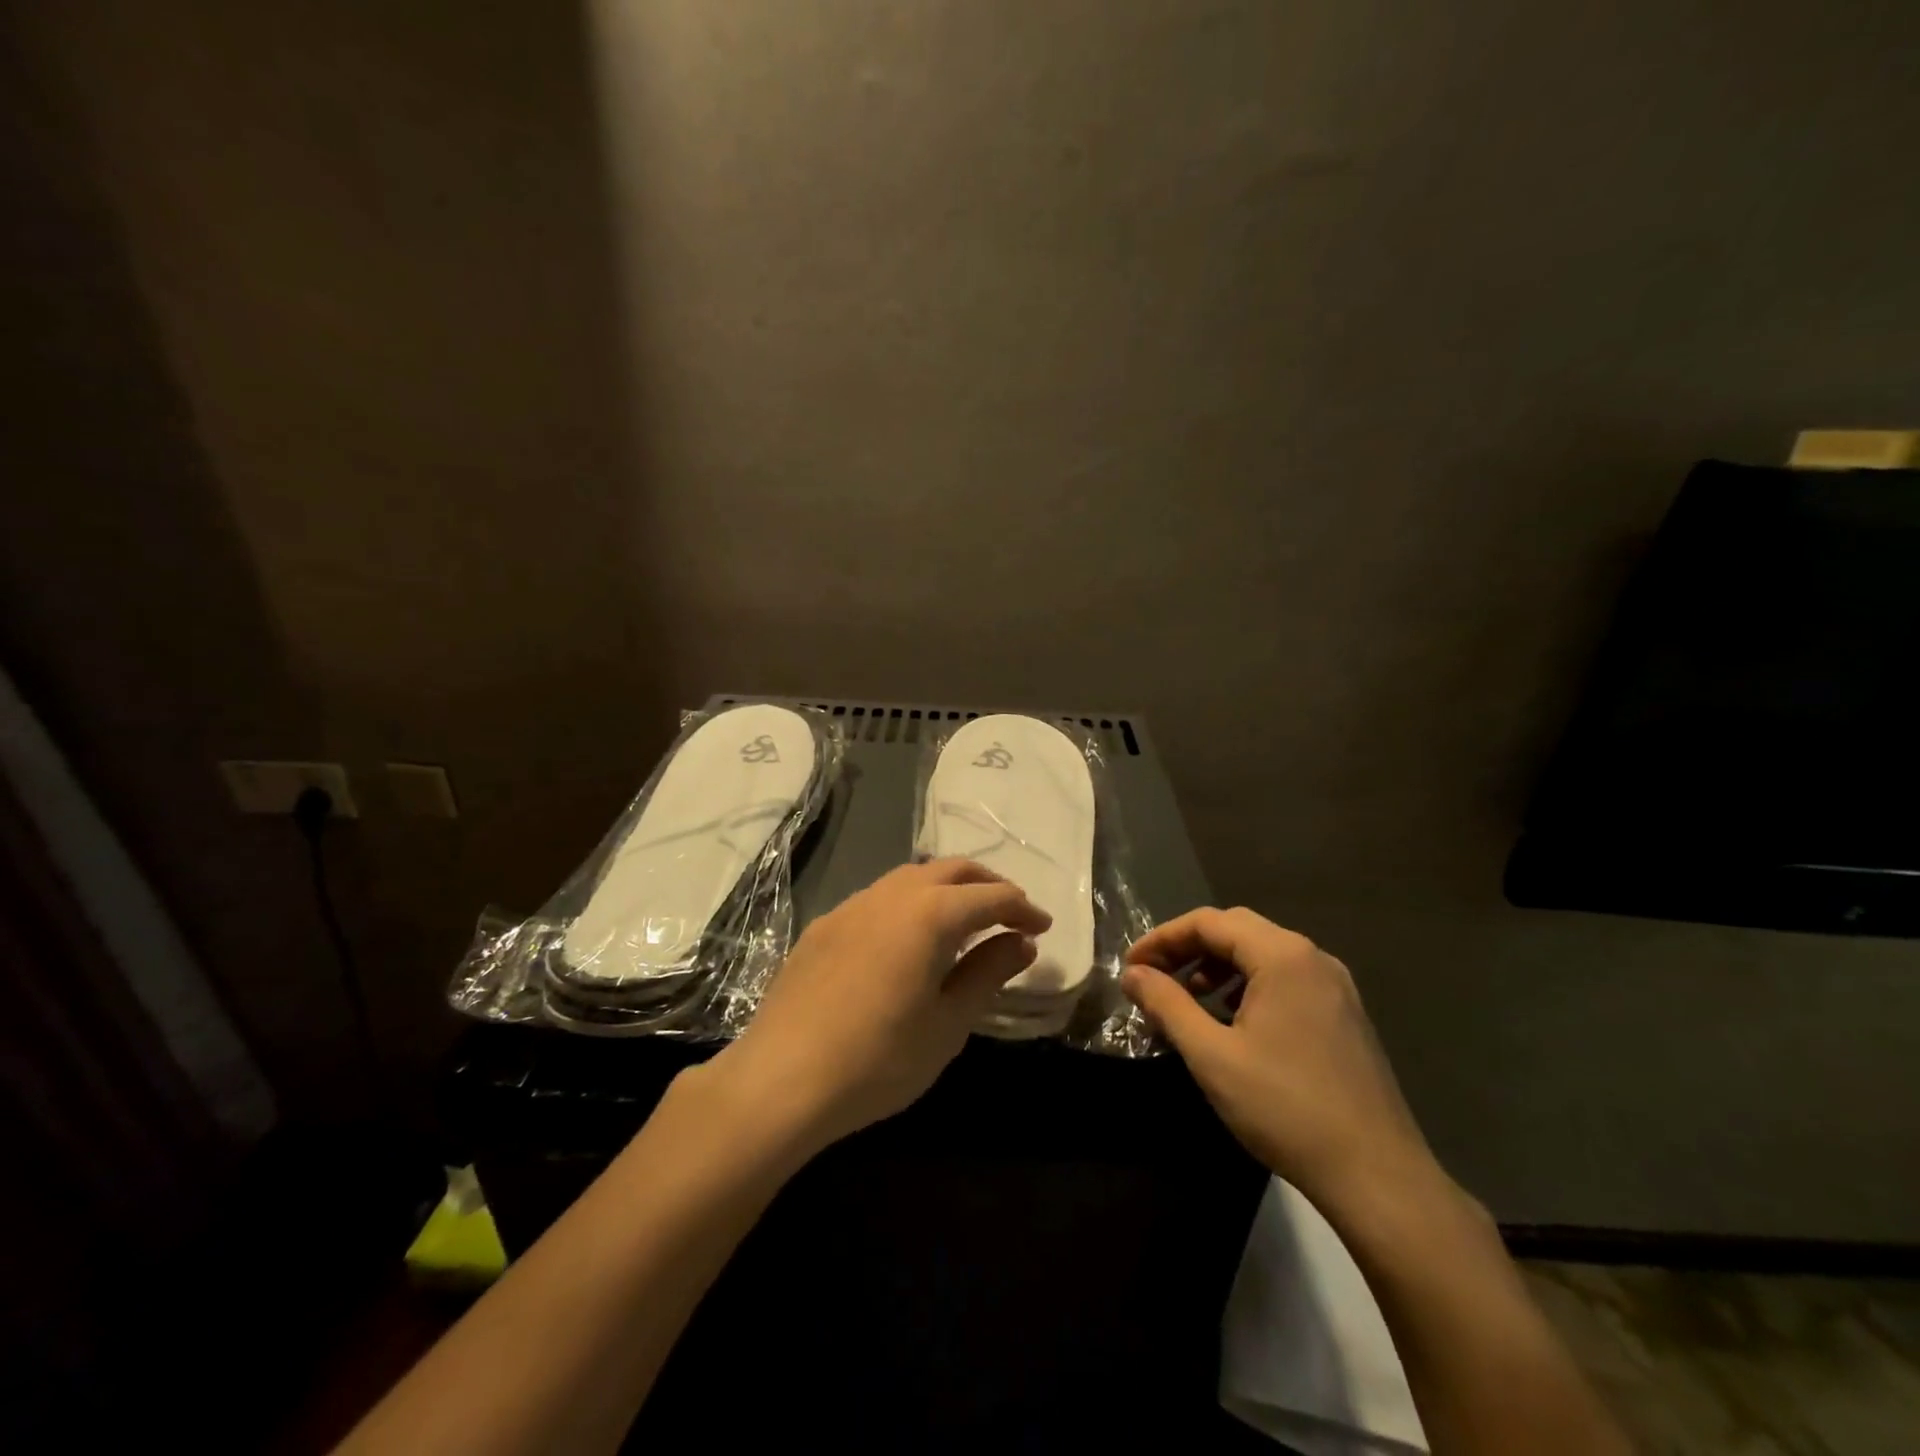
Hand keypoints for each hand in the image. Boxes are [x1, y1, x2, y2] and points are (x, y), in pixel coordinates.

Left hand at [710, 859, 1051, 1153]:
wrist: (780, 1080)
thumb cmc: (878, 1060)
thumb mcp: (947, 1024)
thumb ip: (987, 974)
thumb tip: (1021, 942)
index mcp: (927, 914)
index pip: (989, 897)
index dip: (1021, 908)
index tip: (1043, 927)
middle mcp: (889, 895)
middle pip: (949, 870)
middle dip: (986, 885)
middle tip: (1011, 913)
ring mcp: (850, 907)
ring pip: (910, 878)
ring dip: (945, 889)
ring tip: (965, 921)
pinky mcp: (823, 927)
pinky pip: (878, 899)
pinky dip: (909, 903)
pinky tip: (907, 939)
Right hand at [1123, 907, 1435, 1217]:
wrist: (1377, 1176)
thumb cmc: (1286, 1108)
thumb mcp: (1212, 1055)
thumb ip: (1167, 1004)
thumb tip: (1133, 973)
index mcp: (1282, 956)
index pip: (1208, 922)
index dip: (1162, 939)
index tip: (1131, 966)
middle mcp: (1313, 957)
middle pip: (1237, 929)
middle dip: (1189, 948)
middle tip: (1155, 977)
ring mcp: (1335, 985)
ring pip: (1262, 953)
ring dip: (1218, 966)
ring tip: (1190, 999)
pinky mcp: (1345, 1014)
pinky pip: (1286, 978)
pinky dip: (1249, 985)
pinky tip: (1233, 1021)